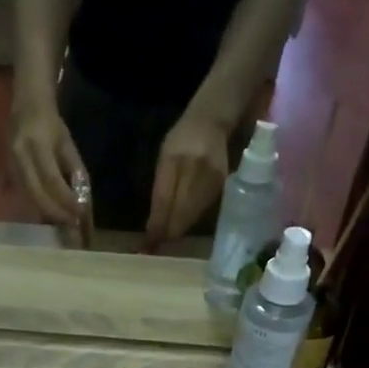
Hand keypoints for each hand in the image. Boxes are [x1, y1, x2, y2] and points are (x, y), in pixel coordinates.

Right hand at [10, 95, 84, 225]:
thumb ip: (75, 171)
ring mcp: (10, 165)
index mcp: (37, 145)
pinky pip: (23, 195)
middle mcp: (19, 156)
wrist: (26, 105)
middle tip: (72, 226)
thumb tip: (82, 200)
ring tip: (63, 224)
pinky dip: (37, 207)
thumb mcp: (67, 144)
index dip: (66, 200)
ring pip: (29, 198)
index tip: (80, 214)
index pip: (52, 180)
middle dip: (56, 213)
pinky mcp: (7, 172)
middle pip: (37, 194)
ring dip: (47, 214)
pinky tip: (49, 216)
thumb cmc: (51, 123)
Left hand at [148, 114, 230, 243]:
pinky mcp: (222, 186)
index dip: (156, 225)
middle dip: (166, 233)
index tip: (146, 245)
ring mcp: (210, 178)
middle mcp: (193, 169)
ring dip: (177, 230)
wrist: (213, 121)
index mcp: (173, 160)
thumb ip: (161, 188)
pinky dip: (190, 221)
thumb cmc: (182, 139)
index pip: (163, 200)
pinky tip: (181, 226)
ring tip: (164, 240)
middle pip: (179, 213)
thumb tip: (154, 223)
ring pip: (192, 216)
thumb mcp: (164, 157)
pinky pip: (203, 211)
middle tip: (154, 247)